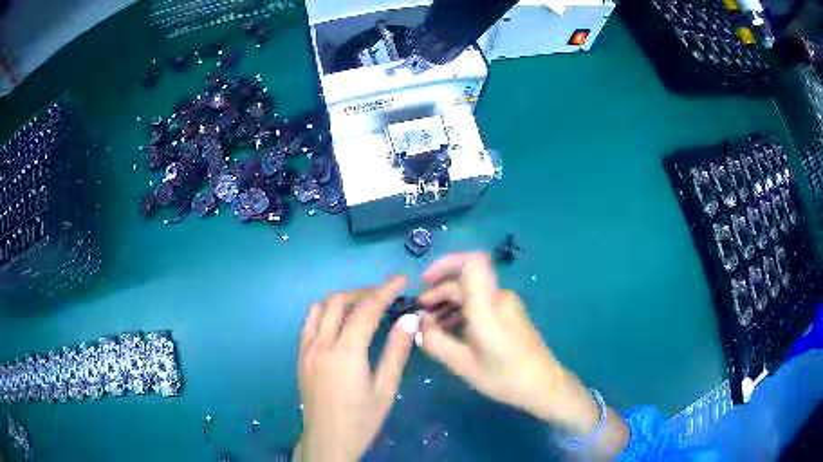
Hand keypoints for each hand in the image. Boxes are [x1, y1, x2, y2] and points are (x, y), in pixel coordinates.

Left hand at [295, 276, 418, 461]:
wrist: (327, 440)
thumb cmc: (362, 420)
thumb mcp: (385, 389)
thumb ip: (396, 351)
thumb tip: (409, 318)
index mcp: (345, 353)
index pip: (366, 309)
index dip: (385, 290)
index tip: (401, 280)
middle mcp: (321, 344)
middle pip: (339, 301)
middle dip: (364, 291)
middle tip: (385, 295)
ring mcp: (306, 348)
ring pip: (320, 307)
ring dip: (342, 299)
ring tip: (363, 306)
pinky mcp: (300, 355)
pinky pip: (310, 322)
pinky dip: (326, 312)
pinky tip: (340, 322)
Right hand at [416, 253, 628, 456]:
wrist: (544, 385)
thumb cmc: (505, 377)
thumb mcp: (463, 365)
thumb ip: (435, 342)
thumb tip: (419, 323)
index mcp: (489, 306)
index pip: (472, 262)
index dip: (445, 264)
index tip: (424, 283)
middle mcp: (499, 297)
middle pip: (464, 280)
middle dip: (437, 293)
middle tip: (419, 317)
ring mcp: (506, 304)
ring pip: (471, 292)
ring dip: (448, 303)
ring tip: (431, 327)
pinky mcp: (509, 313)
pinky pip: (480, 302)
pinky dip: (461, 311)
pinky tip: (450, 331)